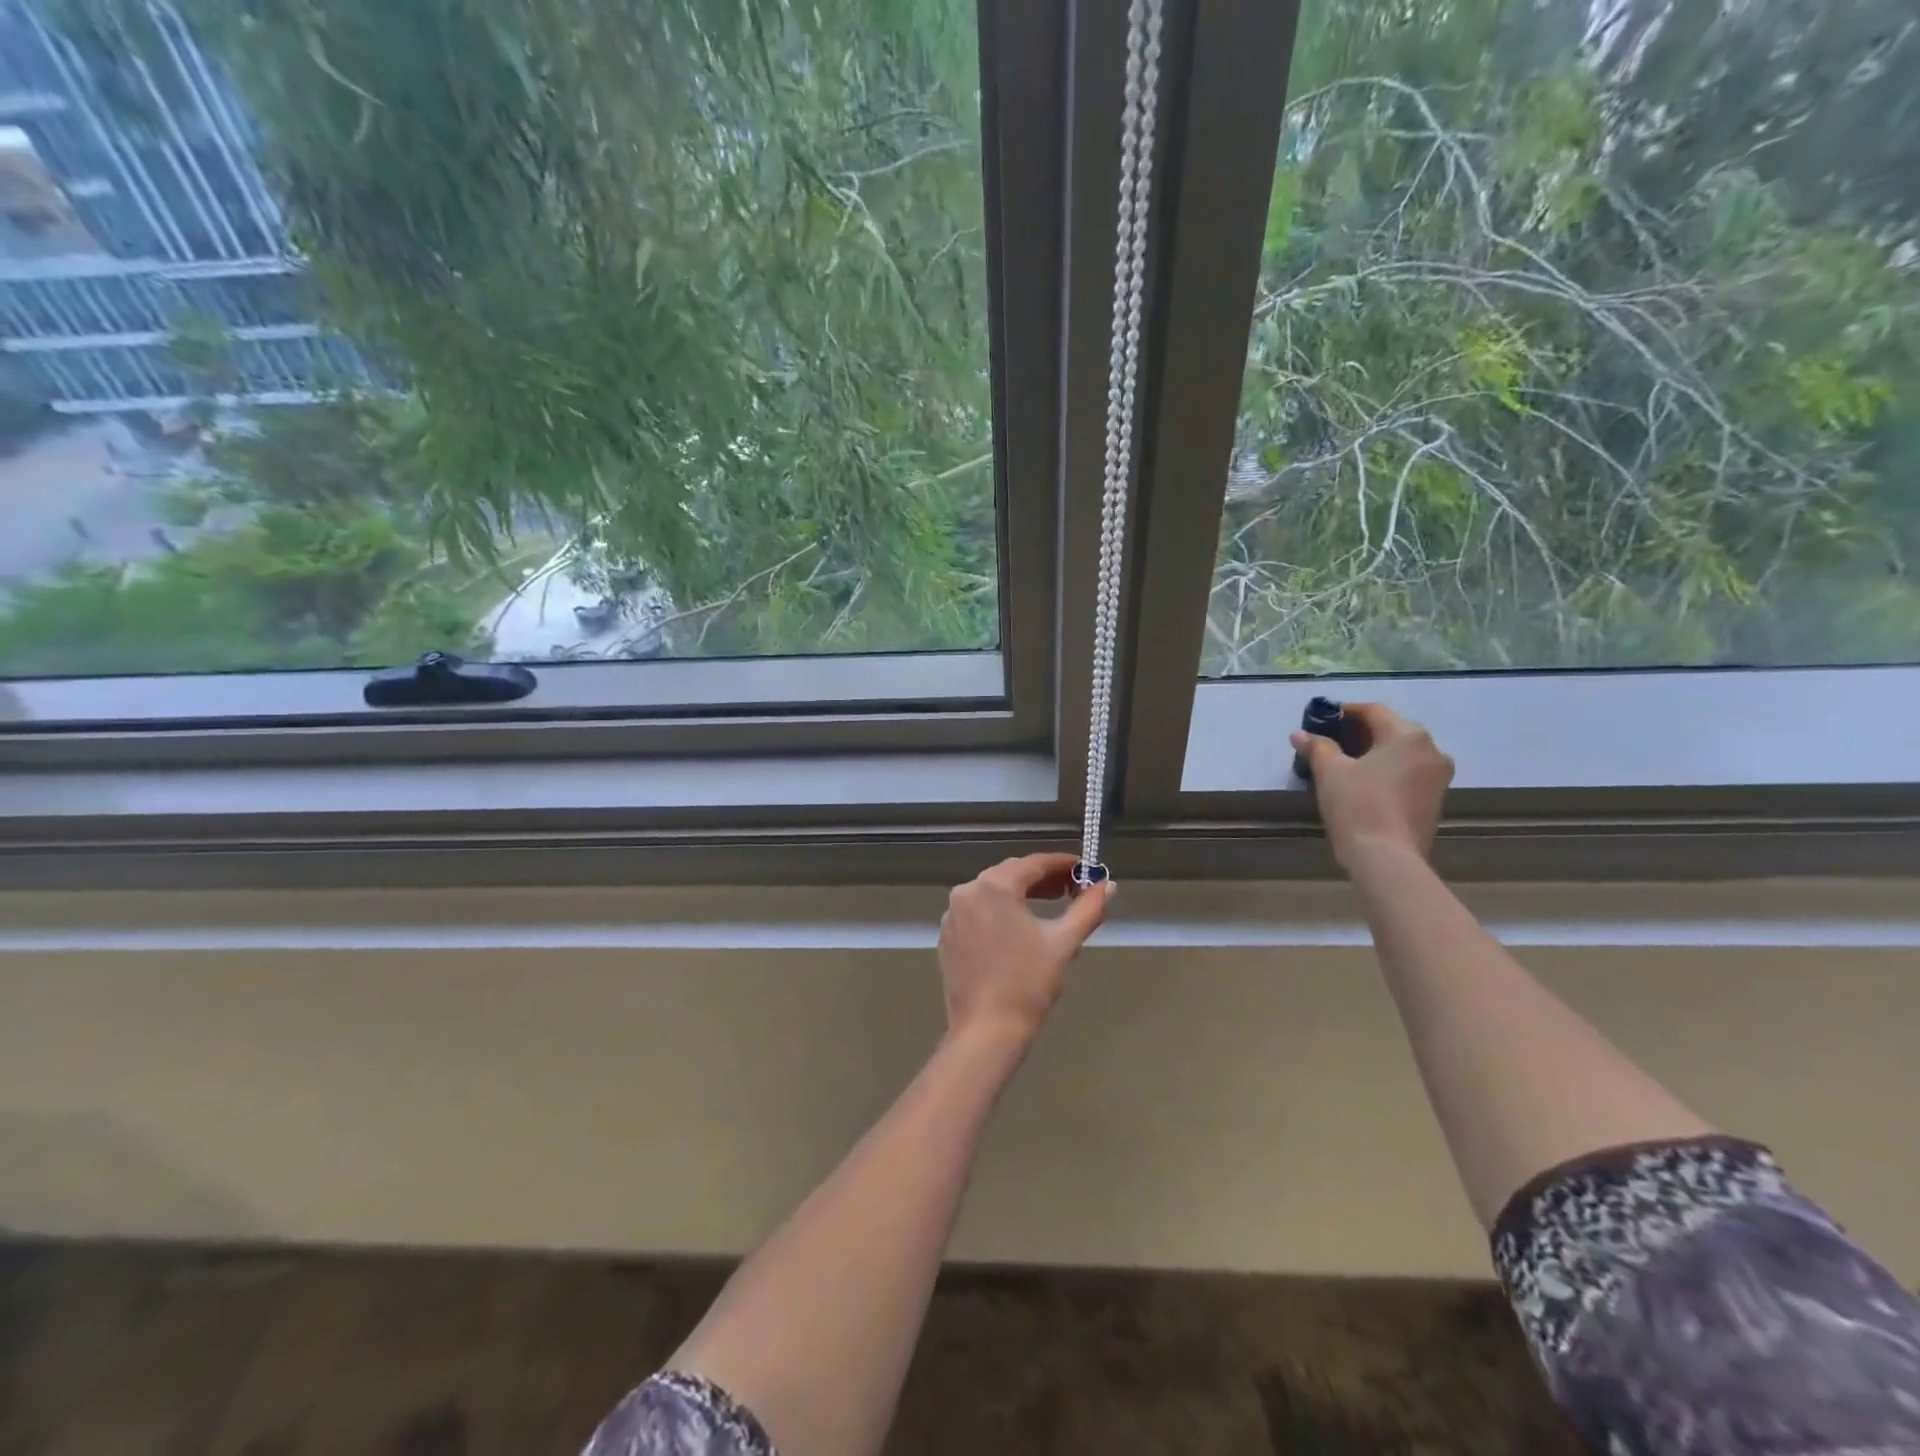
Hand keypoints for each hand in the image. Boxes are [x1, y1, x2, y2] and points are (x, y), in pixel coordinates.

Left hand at [939, 854, 1110, 1045]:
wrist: (986, 1030)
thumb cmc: (1028, 983)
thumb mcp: (1063, 942)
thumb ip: (1088, 908)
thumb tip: (1108, 885)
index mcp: (994, 886)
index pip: (1034, 863)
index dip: (1062, 864)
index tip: (1085, 869)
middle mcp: (967, 892)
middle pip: (1010, 874)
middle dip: (1042, 878)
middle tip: (1071, 889)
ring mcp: (953, 914)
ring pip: (992, 892)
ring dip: (1020, 894)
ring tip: (1049, 906)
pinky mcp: (948, 936)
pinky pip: (977, 912)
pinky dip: (999, 912)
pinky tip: (1018, 929)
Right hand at [1291, 703, 1454, 868]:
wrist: (1387, 858)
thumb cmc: (1358, 806)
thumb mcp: (1330, 772)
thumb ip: (1318, 747)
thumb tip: (1300, 734)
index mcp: (1408, 735)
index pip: (1373, 710)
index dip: (1345, 712)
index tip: (1322, 720)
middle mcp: (1432, 750)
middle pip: (1391, 730)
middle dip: (1360, 733)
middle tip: (1330, 742)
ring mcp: (1438, 777)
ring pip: (1402, 753)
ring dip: (1375, 753)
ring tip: (1345, 765)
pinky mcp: (1435, 800)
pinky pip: (1408, 773)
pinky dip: (1387, 772)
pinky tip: (1364, 784)